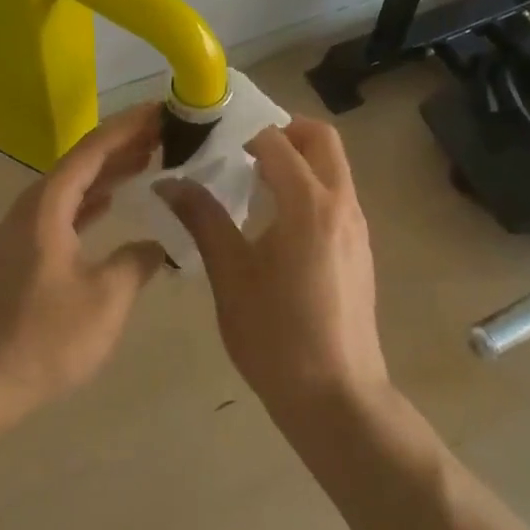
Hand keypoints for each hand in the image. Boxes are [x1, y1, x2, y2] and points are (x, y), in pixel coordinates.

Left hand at [0, 104, 165, 429]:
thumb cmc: (42, 339)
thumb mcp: (104, 300)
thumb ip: (136, 263)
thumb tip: (157, 244)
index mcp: (48, 205)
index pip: (93, 149)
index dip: (129, 127)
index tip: (162, 109)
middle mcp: (32, 207)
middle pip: (82, 162)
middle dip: (123, 144)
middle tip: (166, 133)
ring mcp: (24, 231)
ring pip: (73, 187)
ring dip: (109, 171)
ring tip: (150, 159)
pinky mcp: (23, 254)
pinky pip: (65, 210)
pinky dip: (93, 200)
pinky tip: (113, 202)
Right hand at [158, 117, 388, 420]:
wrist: (337, 399)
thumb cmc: (276, 335)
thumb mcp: (230, 274)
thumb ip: (202, 218)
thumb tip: (169, 182)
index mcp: (309, 203)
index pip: (276, 141)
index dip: (241, 132)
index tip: (210, 140)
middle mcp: (341, 204)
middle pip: (321, 139)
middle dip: (283, 131)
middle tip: (241, 149)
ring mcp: (357, 227)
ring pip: (333, 167)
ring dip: (297, 159)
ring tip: (252, 184)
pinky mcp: (360, 249)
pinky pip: (336, 195)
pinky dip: (308, 187)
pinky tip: (275, 222)